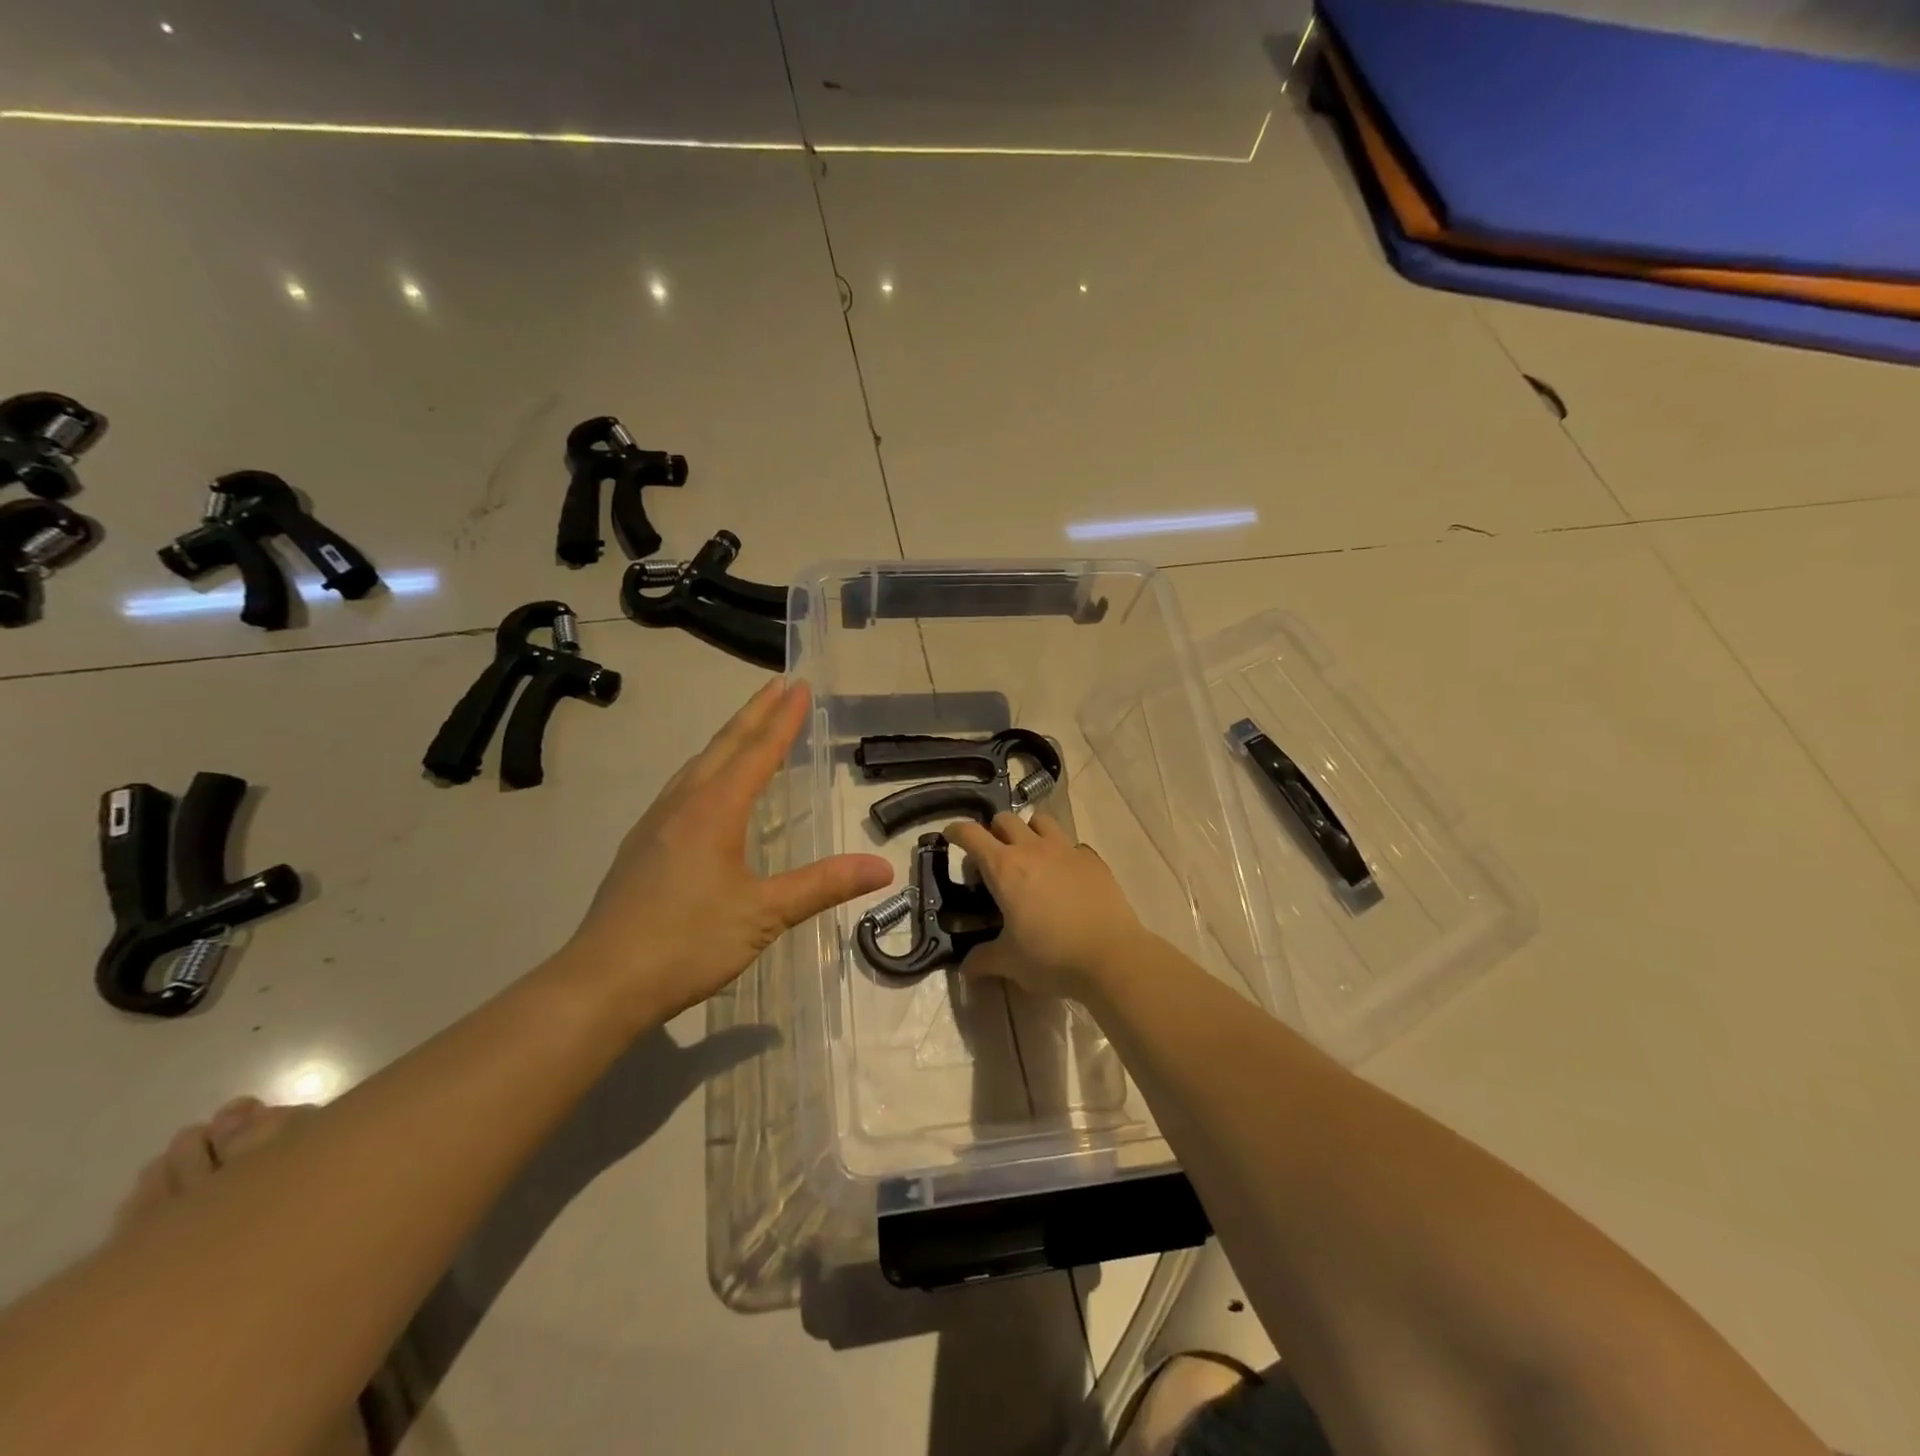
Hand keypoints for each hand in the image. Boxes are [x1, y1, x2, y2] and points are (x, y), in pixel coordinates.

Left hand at [561, 680, 892, 1024]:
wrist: (602, 982)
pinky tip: (707, 787)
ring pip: (698, 764)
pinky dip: (707, 768)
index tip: (799, 685)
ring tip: (750, 727)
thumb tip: (882, 868)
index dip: (782, 719)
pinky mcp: (641, 846)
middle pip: (724, 746)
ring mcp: (656, 823)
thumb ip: (823, 885)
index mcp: (714, 811)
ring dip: (728, 739)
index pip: (757, 752)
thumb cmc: (688, 942)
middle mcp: (683, 805)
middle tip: (779, 685)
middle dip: (755, 714)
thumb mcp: (764, 914)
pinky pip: (682, 787)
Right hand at [944, 813, 1145, 998]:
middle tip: (992, 854)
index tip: (950, 836)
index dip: (957, 831)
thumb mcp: (1011, 962)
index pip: (971, 835)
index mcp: (1004, 868)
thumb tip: (966, 969)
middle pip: (1005, 819)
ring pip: (1041, 821)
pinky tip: (1064, 875)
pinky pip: (1071, 844)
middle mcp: (1033, 849)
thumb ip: (984, 960)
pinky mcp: (1093, 859)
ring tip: (1029, 854)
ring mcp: (1066, 850)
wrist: (1111, 957)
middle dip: (993, 830)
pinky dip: (1062, 852)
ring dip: (1029, 831)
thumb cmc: (1052, 957)